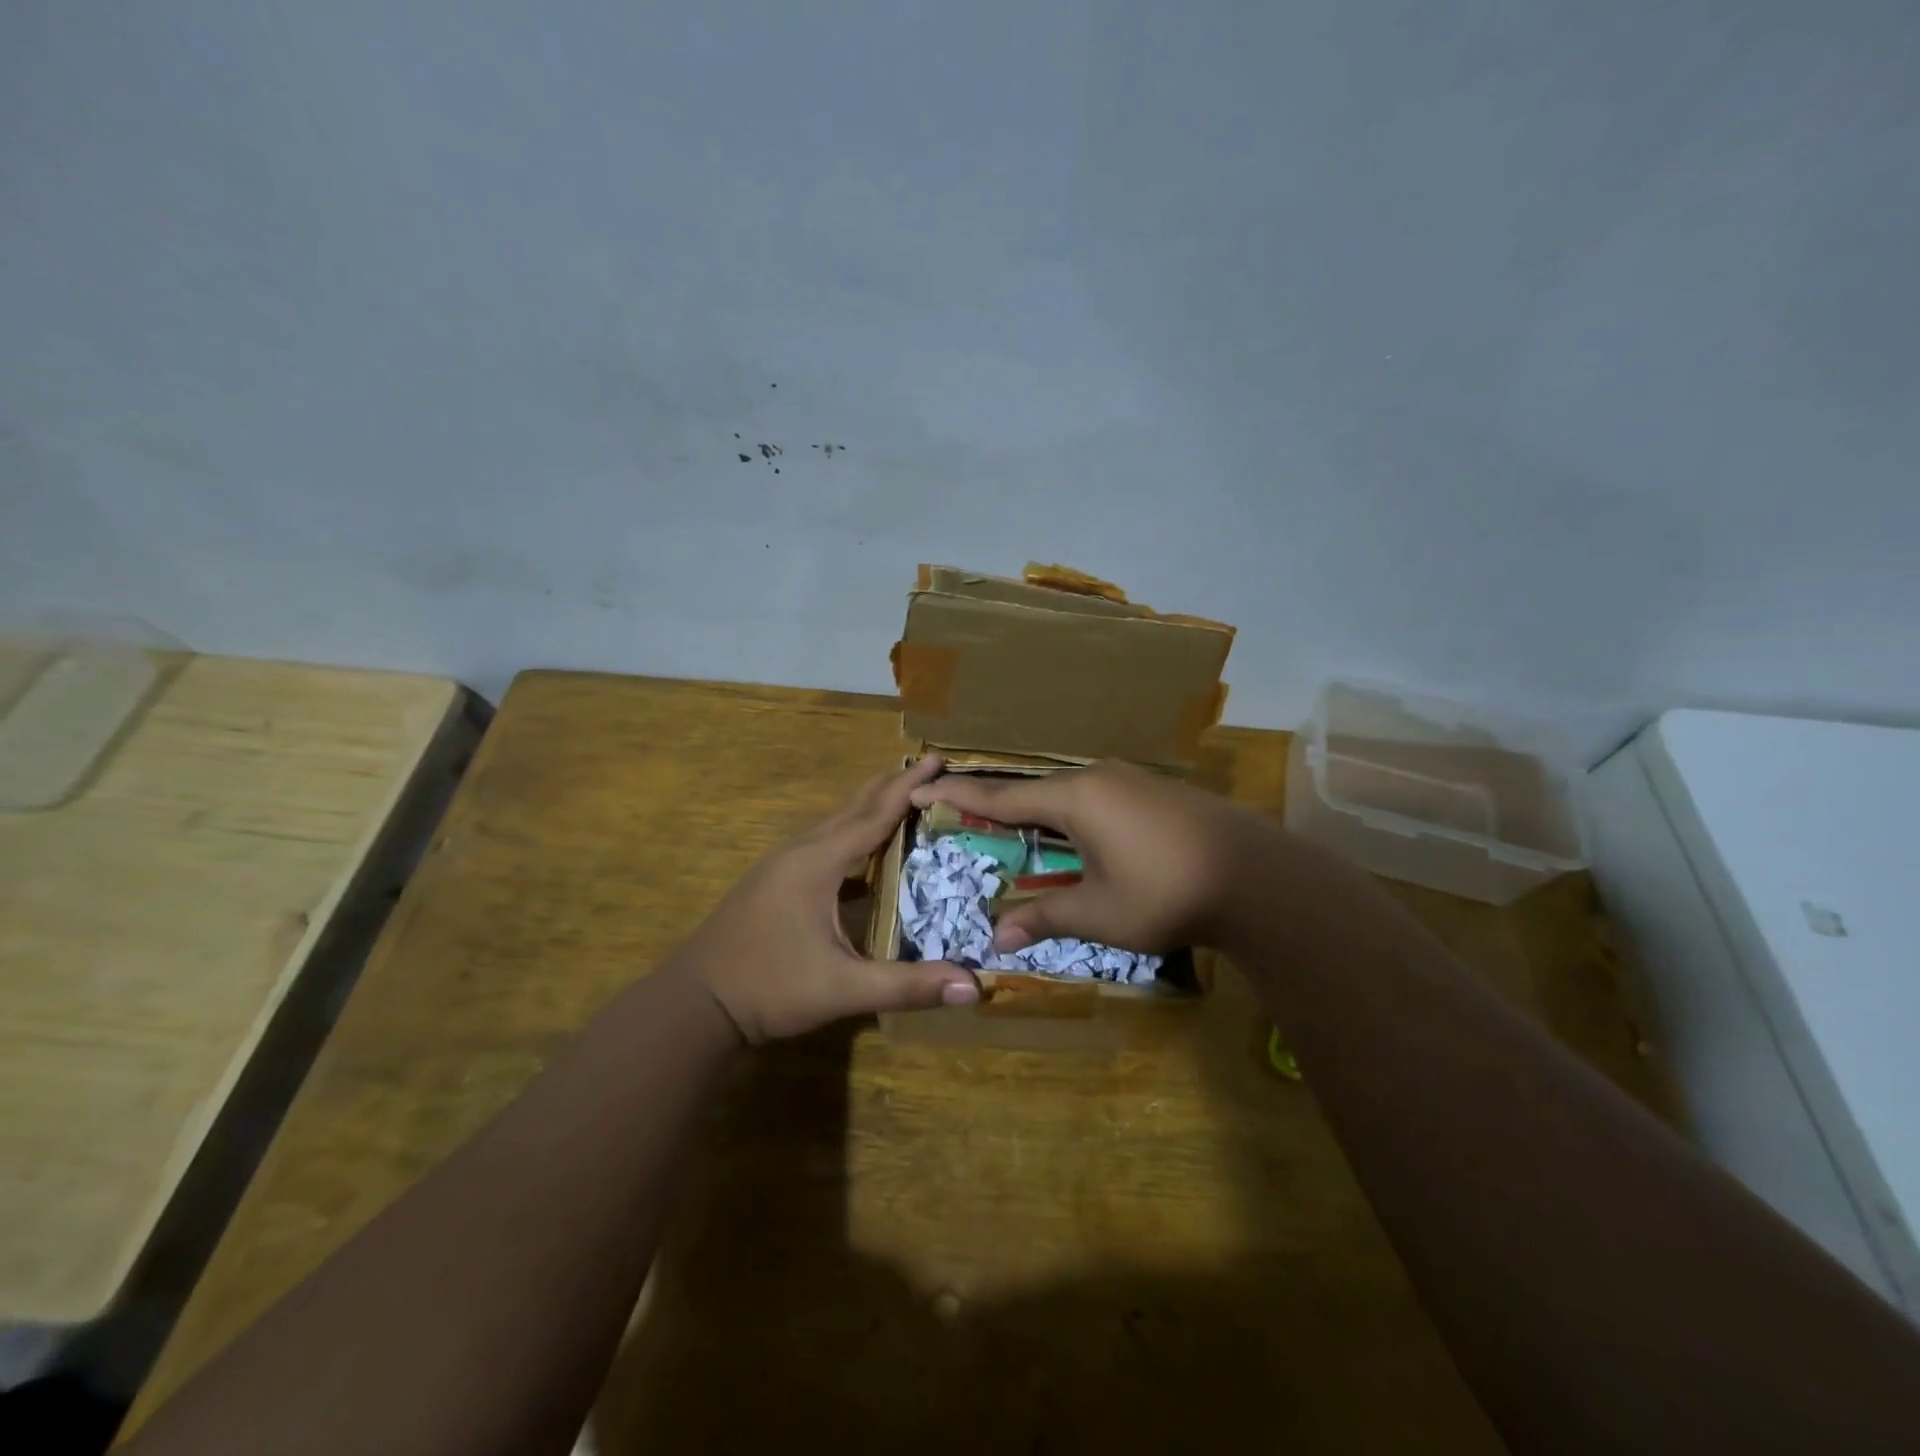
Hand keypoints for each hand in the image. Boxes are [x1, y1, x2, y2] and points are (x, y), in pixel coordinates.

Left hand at [680, 756, 979, 1043]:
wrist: (694, 1006)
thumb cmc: (768, 989)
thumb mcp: (842, 989)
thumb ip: (907, 986)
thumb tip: (973, 986)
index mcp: (817, 862)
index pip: (874, 815)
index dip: (909, 787)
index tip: (939, 757)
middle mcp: (800, 851)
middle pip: (853, 807)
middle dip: (892, 785)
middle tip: (930, 766)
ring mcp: (782, 865)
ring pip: (835, 824)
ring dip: (870, 807)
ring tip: (905, 798)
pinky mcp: (774, 882)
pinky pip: (823, 844)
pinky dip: (852, 835)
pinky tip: (866, 853)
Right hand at [910, 760, 1279, 953]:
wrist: (1258, 877)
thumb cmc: (1166, 893)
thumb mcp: (1099, 913)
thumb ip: (1044, 917)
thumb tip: (996, 937)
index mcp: (1075, 798)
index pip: (1002, 797)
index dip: (959, 796)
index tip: (922, 787)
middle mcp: (1098, 777)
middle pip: (1034, 793)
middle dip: (998, 809)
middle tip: (964, 821)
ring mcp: (1131, 780)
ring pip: (1068, 795)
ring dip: (1039, 817)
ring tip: (1015, 836)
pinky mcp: (1155, 792)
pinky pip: (1097, 799)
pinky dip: (1072, 818)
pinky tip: (1076, 841)